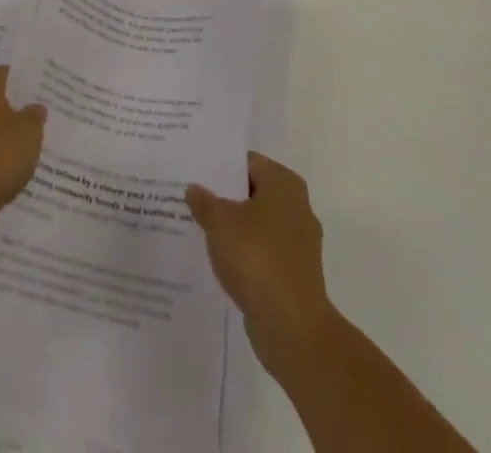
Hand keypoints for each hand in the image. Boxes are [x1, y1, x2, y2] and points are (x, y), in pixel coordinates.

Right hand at [186, 153, 335, 373]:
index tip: (193, 172)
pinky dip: (244, 253)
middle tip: (191, 198)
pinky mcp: (295, 273)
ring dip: (233, 227)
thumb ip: (204, 201)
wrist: (293, 329)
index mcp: (284, 183)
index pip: (246, 162)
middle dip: (224, 197)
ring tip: (199, 228)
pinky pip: (263, 252)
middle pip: (252, 192)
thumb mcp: (220, 223)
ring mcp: (299, 243)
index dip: (218, 166)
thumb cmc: (258, 259)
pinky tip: (218, 259)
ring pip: (256, 224)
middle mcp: (297, 206)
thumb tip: (194, 189)